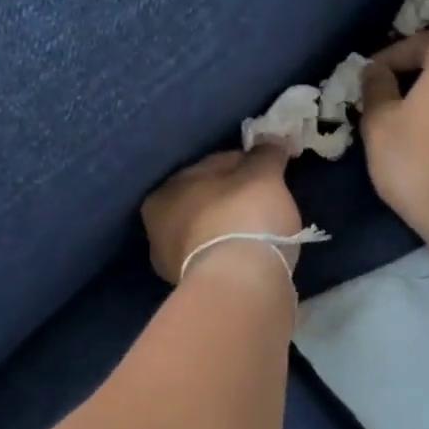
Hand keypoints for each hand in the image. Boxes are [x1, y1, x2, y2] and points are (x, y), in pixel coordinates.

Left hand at [142, 146, 302, 285]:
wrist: (240, 286)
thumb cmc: (243, 218)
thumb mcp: (263, 176)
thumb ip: (266, 154)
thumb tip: (271, 139)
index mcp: (164, 192)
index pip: (210, 167)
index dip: (244, 165)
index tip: (269, 173)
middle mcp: (157, 227)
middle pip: (207, 201)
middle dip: (232, 199)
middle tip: (266, 202)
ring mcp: (172, 263)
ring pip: (209, 232)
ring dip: (230, 228)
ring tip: (262, 231)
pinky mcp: (193, 289)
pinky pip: (217, 258)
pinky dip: (232, 253)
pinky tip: (252, 255)